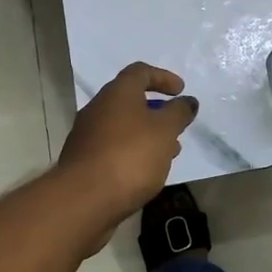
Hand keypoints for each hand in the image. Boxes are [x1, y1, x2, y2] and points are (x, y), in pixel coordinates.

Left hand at [57, 62, 198, 232]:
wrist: (84, 199)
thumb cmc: (130, 156)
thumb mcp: (165, 130)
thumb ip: (179, 113)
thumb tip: (187, 101)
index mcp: (117, 93)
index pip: (140, 72)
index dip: (163, 77)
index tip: (181, 91)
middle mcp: (97, 108)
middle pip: (130, 100)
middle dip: (156, 111)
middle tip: (176, 126)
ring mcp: (87, 136)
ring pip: (122, 127)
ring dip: (146, 135)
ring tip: (168, 153)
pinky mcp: (84, 161)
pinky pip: (113, 148)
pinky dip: (132, 152)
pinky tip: (146, 171)